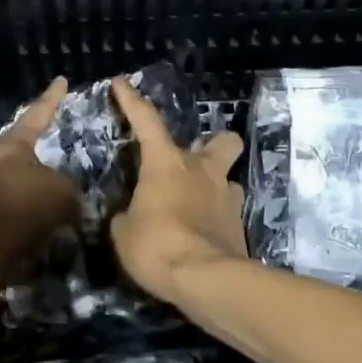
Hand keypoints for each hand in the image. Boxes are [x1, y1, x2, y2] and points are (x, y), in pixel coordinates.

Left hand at [0, 77, 79, 260]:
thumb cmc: (23, 200)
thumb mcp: (62, 192)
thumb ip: (69, 189)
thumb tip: (68, 195)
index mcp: (14, 143)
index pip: (38, 113)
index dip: (52, 98)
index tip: (60, 80)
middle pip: (16, 149)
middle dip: (32, 151)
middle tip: (48, 151)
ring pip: (10, 183)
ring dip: (29, 191)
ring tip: (51, 202)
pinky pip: (8, 215)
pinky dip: (24, 220)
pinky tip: (40, 232)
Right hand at [109, 77, 247, 302]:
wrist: (205, 279)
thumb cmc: (156, 245)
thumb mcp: (124, 232)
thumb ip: (127, 216)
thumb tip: (131, 216)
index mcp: (167, 163)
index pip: (146, 121)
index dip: (131, 100)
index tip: (122, 83)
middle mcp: (203, 170)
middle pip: (222, 140)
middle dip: (212, 145)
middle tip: (193, 162)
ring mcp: (227, 196)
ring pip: (227, 177)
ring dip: (213, 187)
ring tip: (194, 207)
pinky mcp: (240, 225)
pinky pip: (228, 211)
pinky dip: (216, 218)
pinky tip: (202, 235)